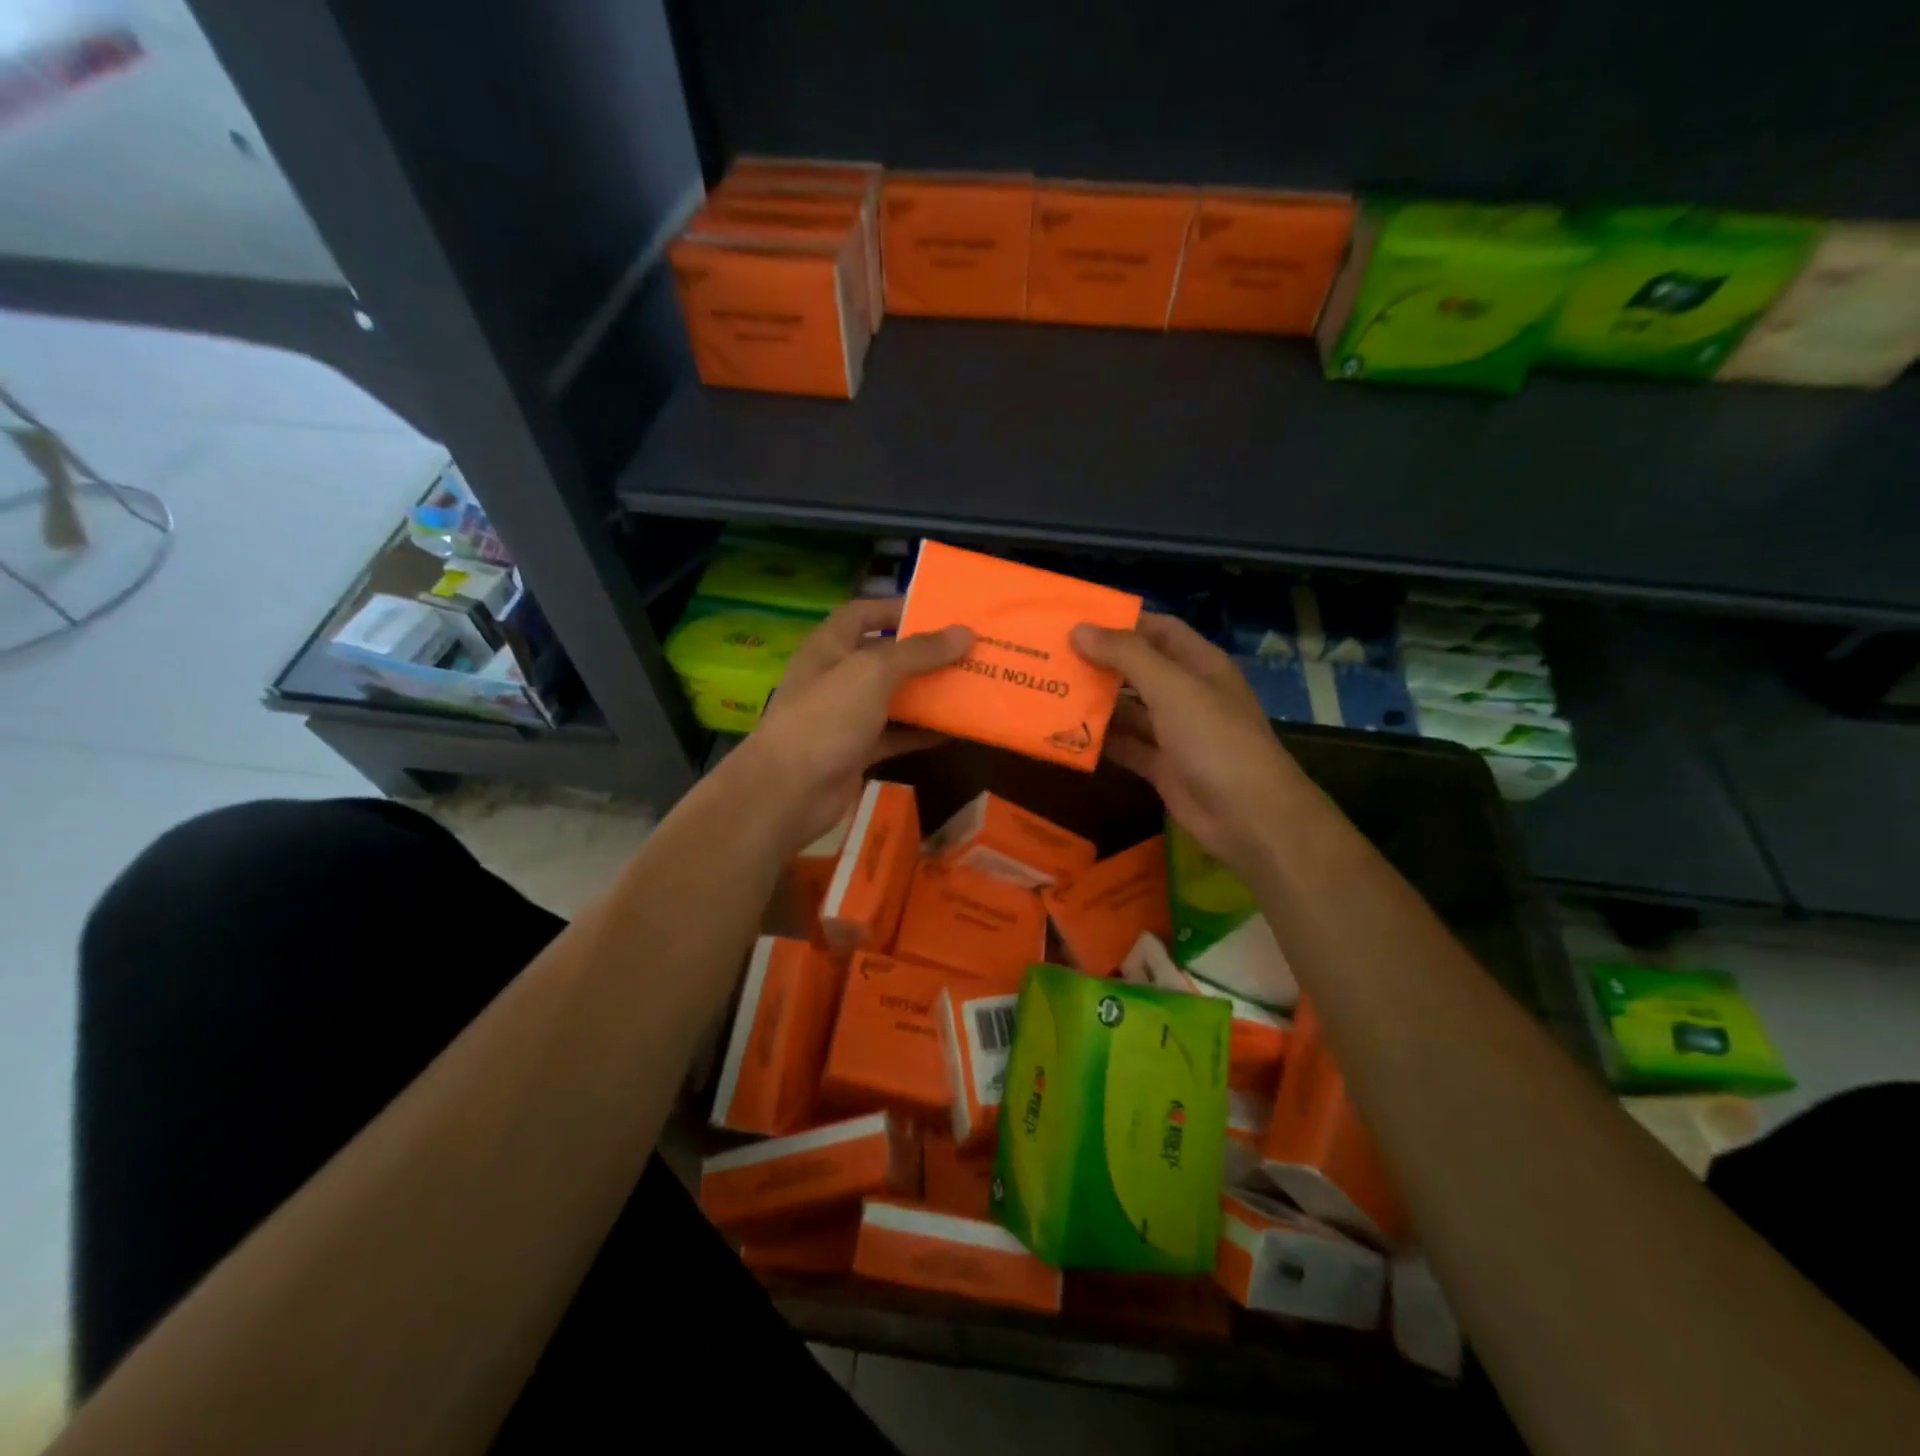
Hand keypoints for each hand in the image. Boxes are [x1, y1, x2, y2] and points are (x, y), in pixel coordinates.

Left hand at [736, 597, 971, 849]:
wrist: (789, 791)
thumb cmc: (826, 718)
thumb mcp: (872, 673)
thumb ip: (918, 652)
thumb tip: (965, 632)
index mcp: (830, 646)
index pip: (862, 614)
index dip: (895, 609)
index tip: (938, 612)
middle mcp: (837, 677)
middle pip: (883, 656)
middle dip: (922, 654)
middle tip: (967, 650)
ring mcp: (846, 716)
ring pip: (893, 697)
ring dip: (927, 693)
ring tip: (970, 685)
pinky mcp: (858, 750)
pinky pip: (896, 734)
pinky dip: (922, 732)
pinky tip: (955, 730)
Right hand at [1072, 614, 1310, 875]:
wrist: (1248, 815)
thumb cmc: (1214, 739)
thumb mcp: (1171, 688)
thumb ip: (1126, 655)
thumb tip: (1078, 630)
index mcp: (1199, 665)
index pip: (1158, 630)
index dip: (1122, 622)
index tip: (1076, 619)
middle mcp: (1187, 694)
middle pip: (1138, 670)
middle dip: (1099, 662)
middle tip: (1050, 656)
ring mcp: (1175, 732)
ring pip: (1129, 709)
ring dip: (1095, 702)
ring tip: (1050, 690)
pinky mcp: (1162, 766)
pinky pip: (1126, 746)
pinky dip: (1100, 740)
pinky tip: (1066, 733)